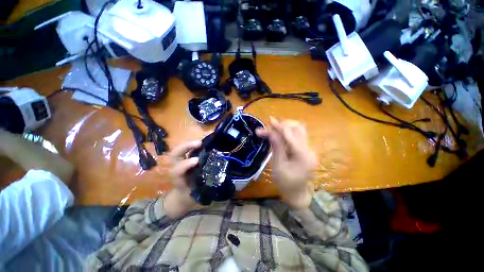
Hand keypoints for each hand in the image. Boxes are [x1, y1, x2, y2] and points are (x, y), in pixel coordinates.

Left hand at [163, 140, 202, 217]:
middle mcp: (177, 170)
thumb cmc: (191, 198)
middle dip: (185, 147)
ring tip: (201, 141)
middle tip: (199, 143)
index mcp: (179, 180)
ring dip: (189, 144)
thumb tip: (223, 183)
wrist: (182, 197)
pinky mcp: (184, 160)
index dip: (185, 165)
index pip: (177, 171)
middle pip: (174, 155)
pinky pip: (186, 150)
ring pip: (179, 151)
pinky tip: (203, 143)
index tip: (196, 160)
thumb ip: (207, 191)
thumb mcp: (198, 198)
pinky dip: (193, 145)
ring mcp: (180, 164)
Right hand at [257, 118, 316, 208]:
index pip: (292, 135)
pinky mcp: (304, 149)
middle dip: (282, 125)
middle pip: (298, 128)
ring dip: (284, 127)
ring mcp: (308, 148)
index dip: (280, 127)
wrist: (297, 193)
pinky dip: (286, 132)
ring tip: (272, 128)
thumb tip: (272, 132)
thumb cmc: (286, 183)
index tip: (269, 121)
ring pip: (297, 130)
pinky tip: (277, 133)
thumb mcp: (278, 166)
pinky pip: (295, 136)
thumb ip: (277, 148)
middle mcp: (308, 149)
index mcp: (303, 156)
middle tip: (269, 125)